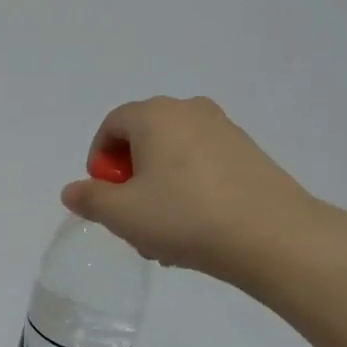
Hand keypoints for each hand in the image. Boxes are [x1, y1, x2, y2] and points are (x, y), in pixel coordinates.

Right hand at [60, 96, 332, 291]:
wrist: (273, 235)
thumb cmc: (184, 216)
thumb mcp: (122, 214)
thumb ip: (89, 199)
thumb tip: (72, 191)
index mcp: (155, 115)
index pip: (112, 125)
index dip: (99, 161)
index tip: (103, 196)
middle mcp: (189, 111)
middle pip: (144, 140)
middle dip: (130, 179)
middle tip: (131, 218)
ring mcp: (224, 130)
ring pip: (174, 156)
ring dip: (159, 189)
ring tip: (163, 235)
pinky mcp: (249, 154)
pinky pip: (203, 166)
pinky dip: (190, 190)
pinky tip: (195, 229)